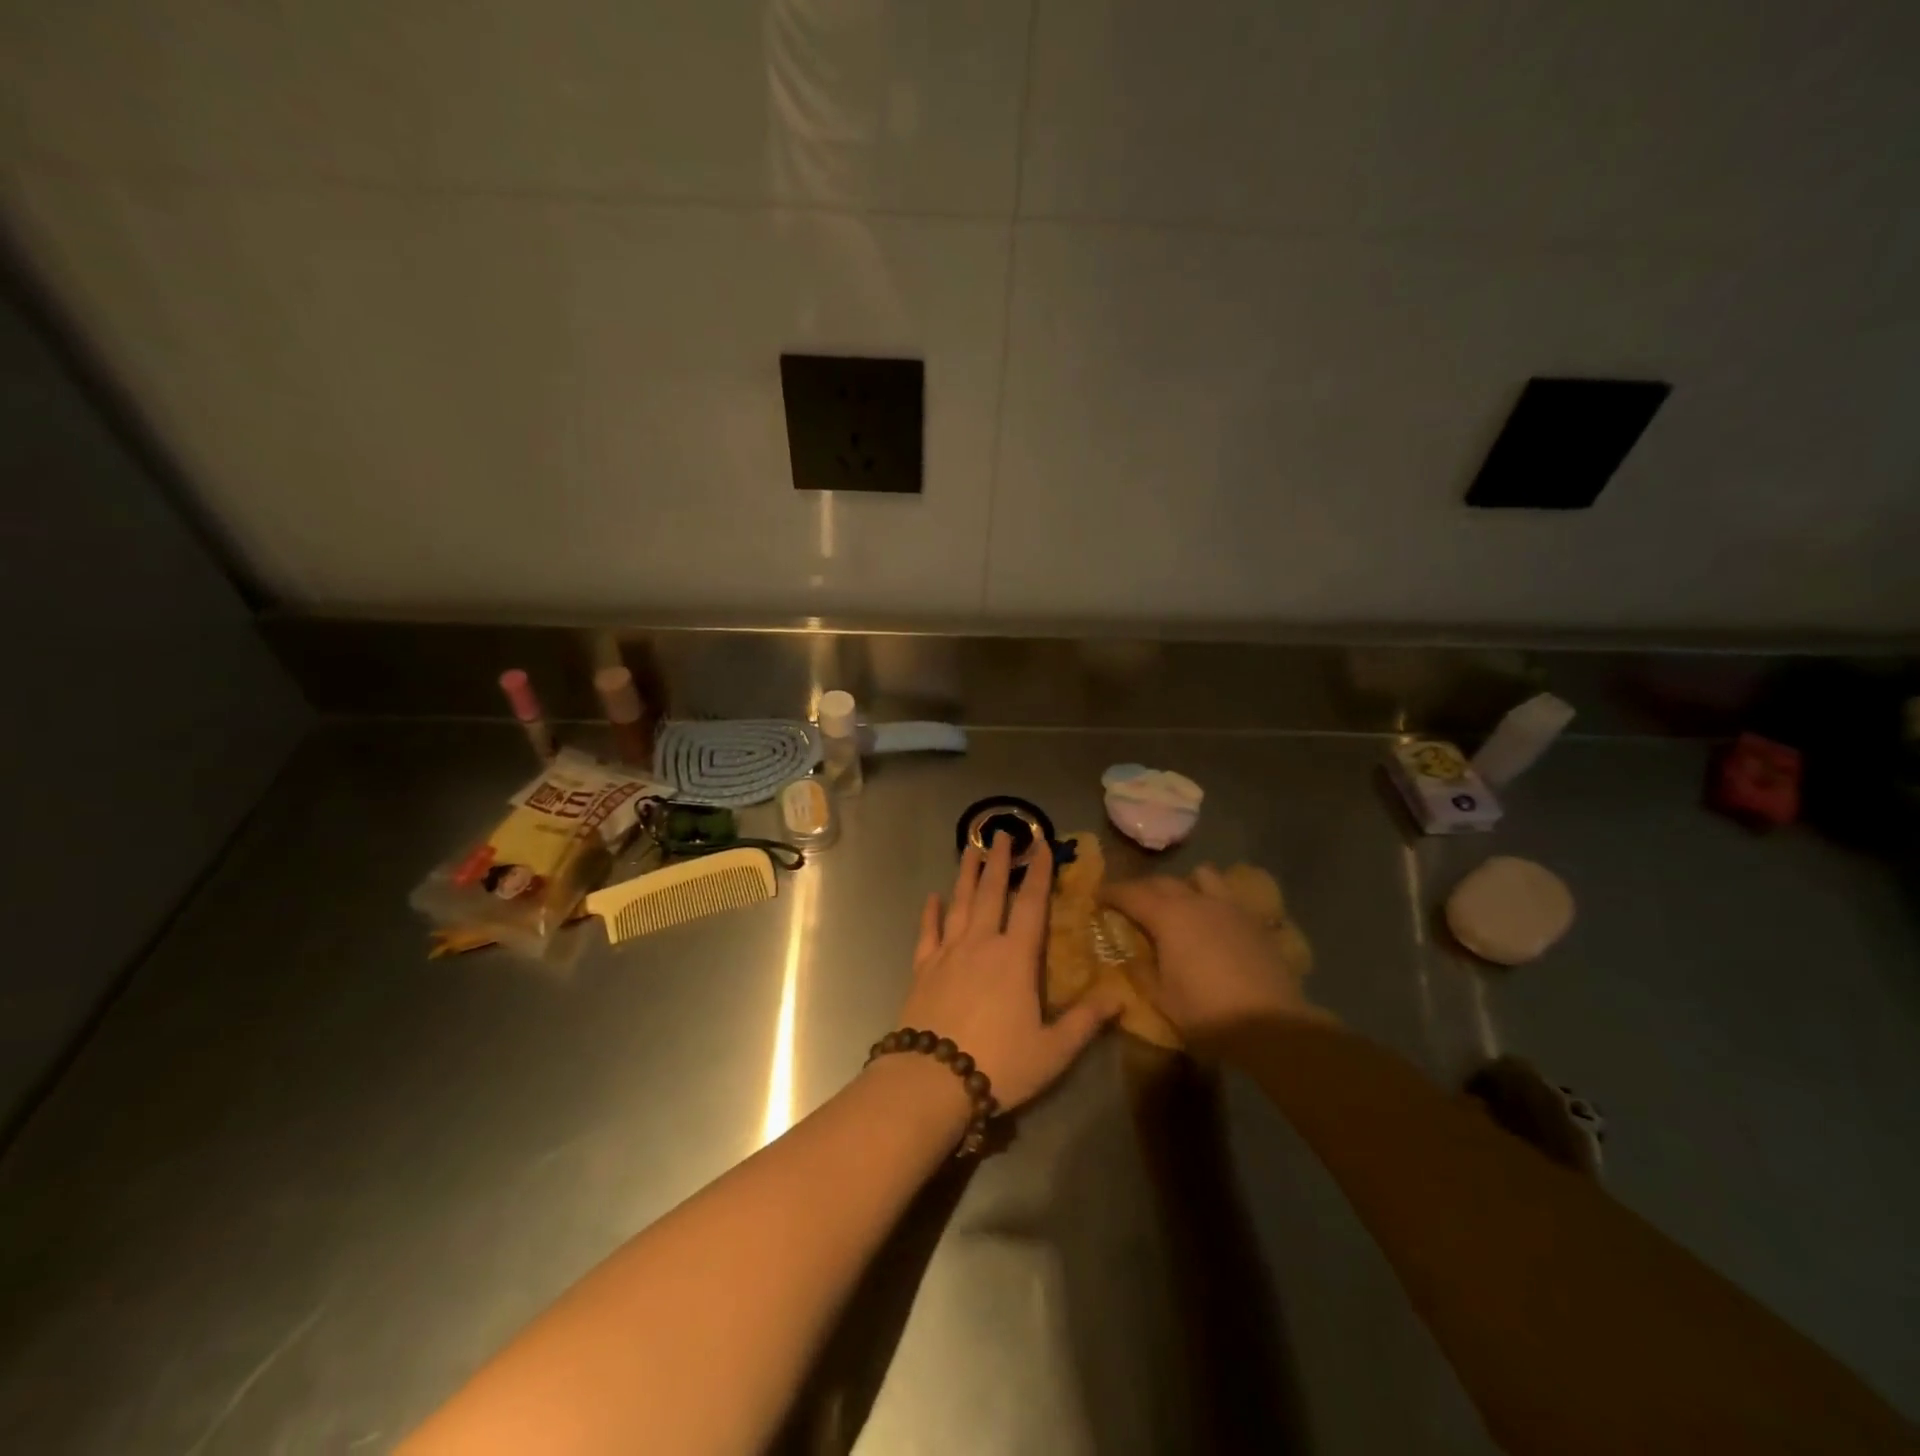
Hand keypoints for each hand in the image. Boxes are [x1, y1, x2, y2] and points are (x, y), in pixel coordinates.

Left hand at [892, 836, 1122, 1110]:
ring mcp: (948, 953)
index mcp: (1015, 957)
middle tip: (999, 833)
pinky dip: (930, 912)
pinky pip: (927, 932)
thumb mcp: (1053, 1050)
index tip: (1041, 843)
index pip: (1031, 904)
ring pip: (958, 903)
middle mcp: (981, 944)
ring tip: (968, 848)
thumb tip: (1119, 997)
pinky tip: (931, 897)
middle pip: (990, 892)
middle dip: (997, 861)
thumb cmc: (999, 1064)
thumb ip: (1085, 1021)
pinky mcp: (923, 968)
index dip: (1039, 872)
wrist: (931, 1080)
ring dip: (964, 874)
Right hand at [1101, 866, 1327, 1041]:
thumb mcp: (1161, 998)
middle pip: (1162, 881)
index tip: (1098, 897)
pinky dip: (1212, 900)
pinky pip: (1227, 896)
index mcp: (1167, 917)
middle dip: (1142, 888)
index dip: (1111, 893)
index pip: (1131, 894)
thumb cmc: (1207, 1013)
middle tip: (1130, 903)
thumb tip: (1129, 955)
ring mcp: (1229, 907)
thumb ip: (1141, 971)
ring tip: (1178, 904)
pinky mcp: (1254, 920)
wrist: (1273, 1025)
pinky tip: (1213, 922)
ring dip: (1184, 884)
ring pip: (1201, 876)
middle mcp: (1196, 901)